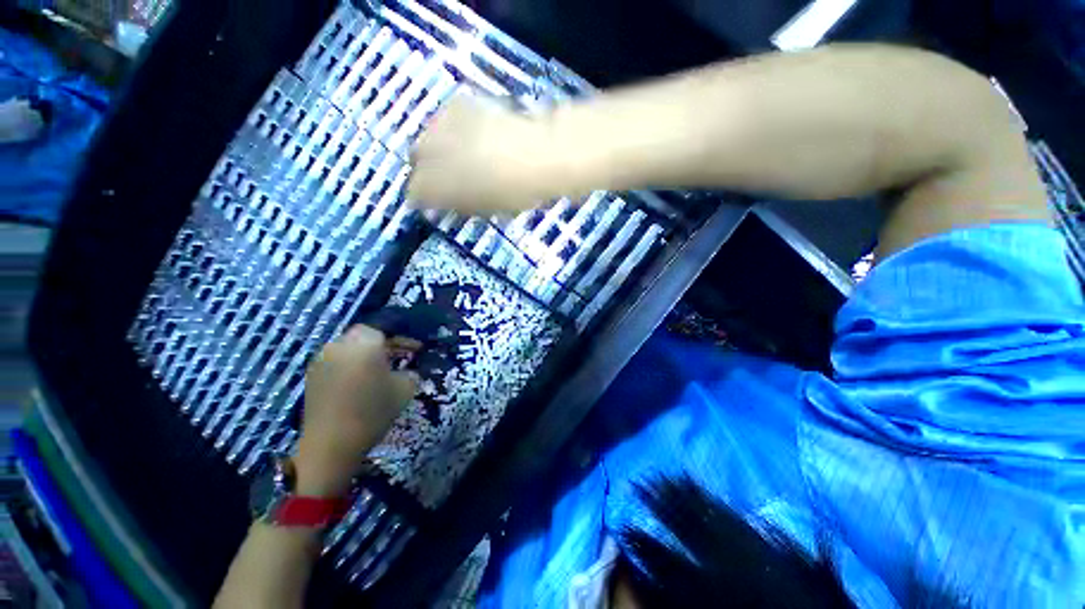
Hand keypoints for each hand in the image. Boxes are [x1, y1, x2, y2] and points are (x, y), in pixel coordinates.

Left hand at [294, 325, 419, 496]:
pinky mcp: (312, 376)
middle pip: (365, 335)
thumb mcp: (405, 389)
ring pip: (349, 347)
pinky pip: (337, 361)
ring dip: (364, 353)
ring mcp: (322, 359)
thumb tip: (407, 369)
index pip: (385, 328)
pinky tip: (358, 383)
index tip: (415, 348)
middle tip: (397, 357)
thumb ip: (410, 372)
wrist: (331, 444)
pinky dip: (350, 365)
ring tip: (378, 370)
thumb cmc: (373, 411)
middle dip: (383, 343)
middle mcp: (340, 344)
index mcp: (365, 343)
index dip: (402, 337)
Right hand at [407, 94, 557, 214]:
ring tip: (462, 152)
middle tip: (448, 175)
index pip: (415, 192)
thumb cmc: (515, 193)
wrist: (539, 154)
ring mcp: (441, 124)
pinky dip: (453, 128)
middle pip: (415, 158)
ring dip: (439, 146)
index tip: (436, 200)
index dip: (426, 197)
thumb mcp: (486, 209)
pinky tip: (473, 133)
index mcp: (437, 185)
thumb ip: (461, 204)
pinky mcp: (458, 103)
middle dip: (427, 168)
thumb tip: (449, 200)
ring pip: (427, 135)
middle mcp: (429, 152)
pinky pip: (445, 118)